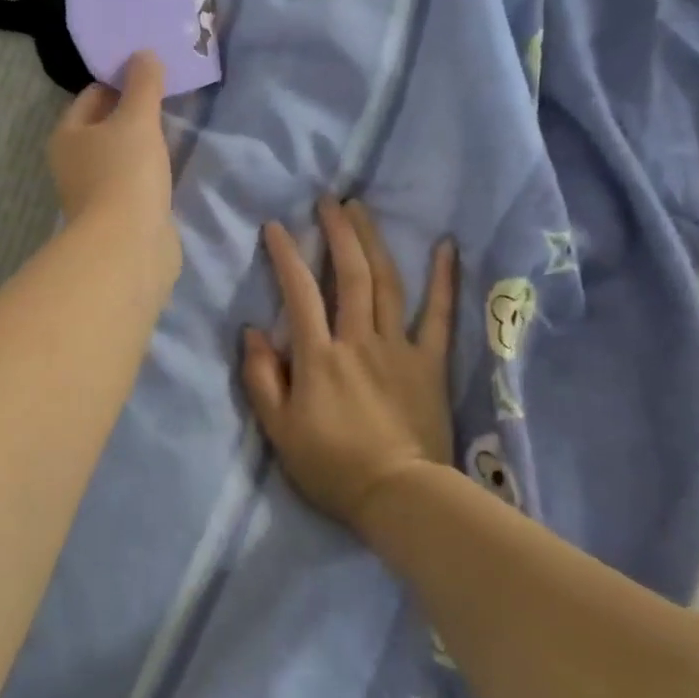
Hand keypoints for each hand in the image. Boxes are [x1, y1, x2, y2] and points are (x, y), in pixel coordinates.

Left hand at [49, 51, 176, 250]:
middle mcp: (73, 163)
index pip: (92, 96)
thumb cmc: (124, 173)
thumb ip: (143, 84)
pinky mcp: (117, 215)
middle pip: (104, 126)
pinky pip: (134, 180)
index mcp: (67, 135)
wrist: (128, 246)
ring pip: (120, 155)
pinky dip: (148, 170)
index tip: (151, 72)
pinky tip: (169, 165)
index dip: (119, 80)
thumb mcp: (137, 119)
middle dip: (132, 112)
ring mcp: (94, 192)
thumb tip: (144, 54)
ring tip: (174, 127)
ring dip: (141, 142)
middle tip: (167, 96)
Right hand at [242, 198, 457, 533]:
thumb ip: (260, 378)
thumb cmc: (331, 466)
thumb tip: (252, 331)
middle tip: (329, 200)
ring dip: (373, 242)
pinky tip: (447, 245)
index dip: (286, 256)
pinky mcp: (430, 363)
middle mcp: (358, 340)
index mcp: (318, 356)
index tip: (277, 226)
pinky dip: (444, 279)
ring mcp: (399, 348)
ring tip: (362, 209)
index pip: (300, 293)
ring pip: (387, 284)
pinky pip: (440, 315)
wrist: (399, 497)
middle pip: (350, 275)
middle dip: (337, 232)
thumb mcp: (278, 430)